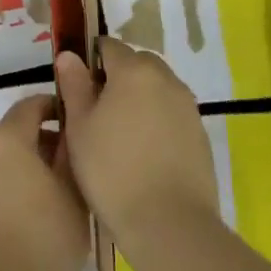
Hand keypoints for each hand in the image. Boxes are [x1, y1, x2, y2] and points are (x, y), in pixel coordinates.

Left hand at [0, 94, 86, 270]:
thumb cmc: (48, 238)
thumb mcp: (74, 191)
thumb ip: (69, 151)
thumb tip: (68, 130)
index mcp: (5, 139)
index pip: (29, 105)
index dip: (54, 108)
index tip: (76, 121)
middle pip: (13, 134)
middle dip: (42, 143)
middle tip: (72, 166)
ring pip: (0, 162)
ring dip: (25, 168)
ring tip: (55, 195)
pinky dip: (9, 189)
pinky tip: (32, 217)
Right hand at [55, 39, 217, 238]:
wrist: (169, 224)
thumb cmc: (112, 170)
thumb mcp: (79, 127)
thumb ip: (74, 85)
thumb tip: (69, 56)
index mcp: (134, 70)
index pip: (108, 46)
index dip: (90, 60)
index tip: (77, 86)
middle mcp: (166, 79)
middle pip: (137, 64)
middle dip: (117, 77)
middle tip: (96, 111)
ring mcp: (188, 107)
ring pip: (157, 88)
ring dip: (139, 98)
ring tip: (119, 134)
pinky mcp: (200, 134)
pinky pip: (172, 113)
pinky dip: (156, 121)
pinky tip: (143, 152)